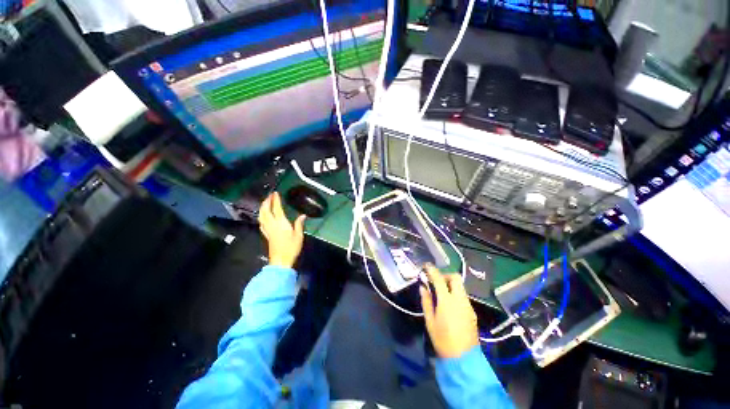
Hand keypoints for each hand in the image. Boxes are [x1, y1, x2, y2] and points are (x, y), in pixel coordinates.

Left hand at [258, 192, 305, 268]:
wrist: (281, 260)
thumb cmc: (291, 247)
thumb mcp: (299, 235)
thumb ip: (299, 224)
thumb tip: (303, 215)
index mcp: (281, 223)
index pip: (276, 208)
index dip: (275, 200)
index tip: (275, 193)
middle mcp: (272, 224)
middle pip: (265, 211)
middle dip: (266, 202)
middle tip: (269, 196)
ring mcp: (267, 229)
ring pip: (261, 216)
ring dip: (262, 208)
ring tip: (265, 203)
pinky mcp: (266, 234)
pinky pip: (261, 222)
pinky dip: (261, 216)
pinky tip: (263, 216)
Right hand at [420, 265, 479, 358]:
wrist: (464, 359)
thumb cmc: (442, 340)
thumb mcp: (430, 321)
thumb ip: (426, 301)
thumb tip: (423, 287)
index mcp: (447, 301)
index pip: (439, 279)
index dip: (432, 270)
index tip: (426, 266)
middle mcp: (460, 300)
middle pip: (455, 278)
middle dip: (445, 274)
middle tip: (436, 280)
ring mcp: (468, 305)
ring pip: (460, 286)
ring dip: (451, 284)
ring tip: (441, 291)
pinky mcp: (472, 312)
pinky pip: (463, 296)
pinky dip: (455, 293)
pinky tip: (449, 303)